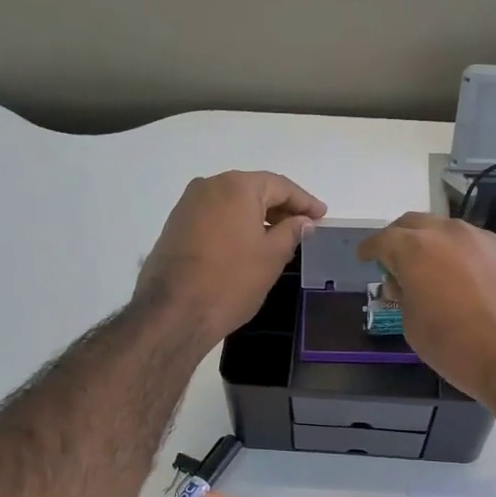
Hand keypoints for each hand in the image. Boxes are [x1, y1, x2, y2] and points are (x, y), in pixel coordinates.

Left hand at [137, 172, 326, 343]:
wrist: (174, 311)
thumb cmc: (232, 281)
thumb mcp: (272, 257)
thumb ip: (291, 232)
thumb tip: (302, 221)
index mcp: (237, 186)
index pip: (280, 186)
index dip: (304, 201)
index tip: (321, 215)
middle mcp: (209, 185)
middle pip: (254, 190)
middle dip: (280, 207)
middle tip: (303, 225)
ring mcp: (188, 204)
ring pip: (233, 203)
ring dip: (257, 216)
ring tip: (278, 236)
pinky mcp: (176, 224)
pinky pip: (215, 215)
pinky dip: (235, 224)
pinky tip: (248, 243)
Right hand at [357, 214, 495, 402]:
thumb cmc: (457, 348)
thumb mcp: (414, 326)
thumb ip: (404, 296)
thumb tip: (405, 283)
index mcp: (417, 249)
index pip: (384, 239)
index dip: (371, 249)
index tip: (365, 256)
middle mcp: (449, 233)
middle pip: (415, 224)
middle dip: (399, 239)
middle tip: (393, 260)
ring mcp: (482, 239)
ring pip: (446, 231)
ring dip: (431, 244)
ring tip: (429, 271)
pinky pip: (472, 244)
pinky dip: (458, 254)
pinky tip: (460, 278)